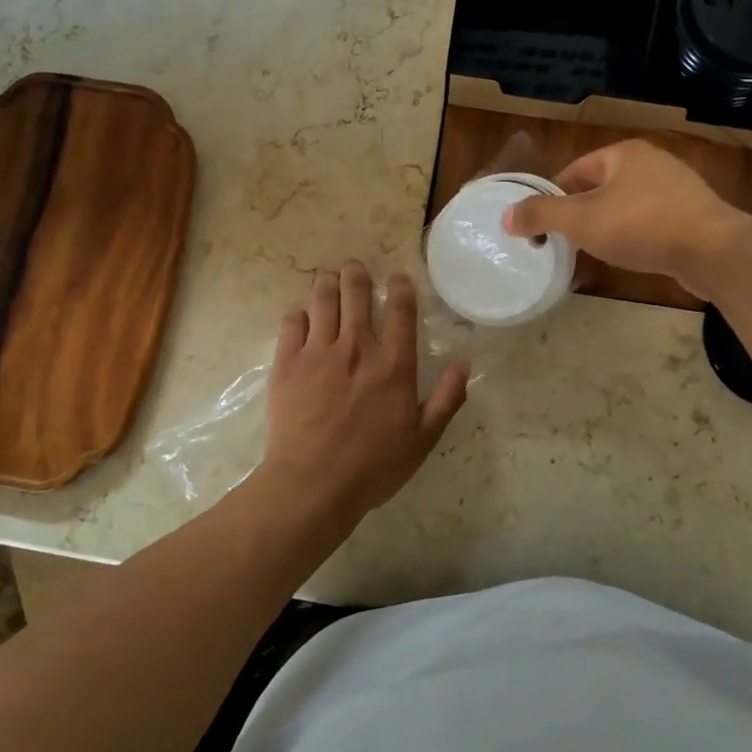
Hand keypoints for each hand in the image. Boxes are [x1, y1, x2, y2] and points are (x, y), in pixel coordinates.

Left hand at [257, 262, 468, 528]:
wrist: (313, 484)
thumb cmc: (373, 466)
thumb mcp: (423, 438)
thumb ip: (447, 397)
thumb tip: (464, 360)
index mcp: (393, 363)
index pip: (400, 309)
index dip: (400, 286)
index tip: (397, 277)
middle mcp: (356, 346)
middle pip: (356, 292)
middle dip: (356, 273)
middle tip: (355, 268)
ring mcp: (318, 351)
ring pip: (322, 299)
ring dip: (327, 282)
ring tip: (329, 276)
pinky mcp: (287, 362)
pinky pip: (292, 323)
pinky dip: (299, 313)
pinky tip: (302, 315)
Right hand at [503, 140, 750, 297]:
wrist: (713, 250)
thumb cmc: (641, 225)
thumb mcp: (581, 220)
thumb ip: (541, 215)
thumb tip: (506, 216)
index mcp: (623, 154)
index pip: (574, 171)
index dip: (553, 198)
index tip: (542, 226)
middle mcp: (651, 163)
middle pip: (600, 188)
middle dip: (580, 214)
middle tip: (564, 242)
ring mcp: (677, 188)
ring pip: (626, 206)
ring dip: (607, 227)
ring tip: (593, 252)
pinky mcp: (693, 215)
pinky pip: (651, 222)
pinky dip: (635, 237)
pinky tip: (630, 257)